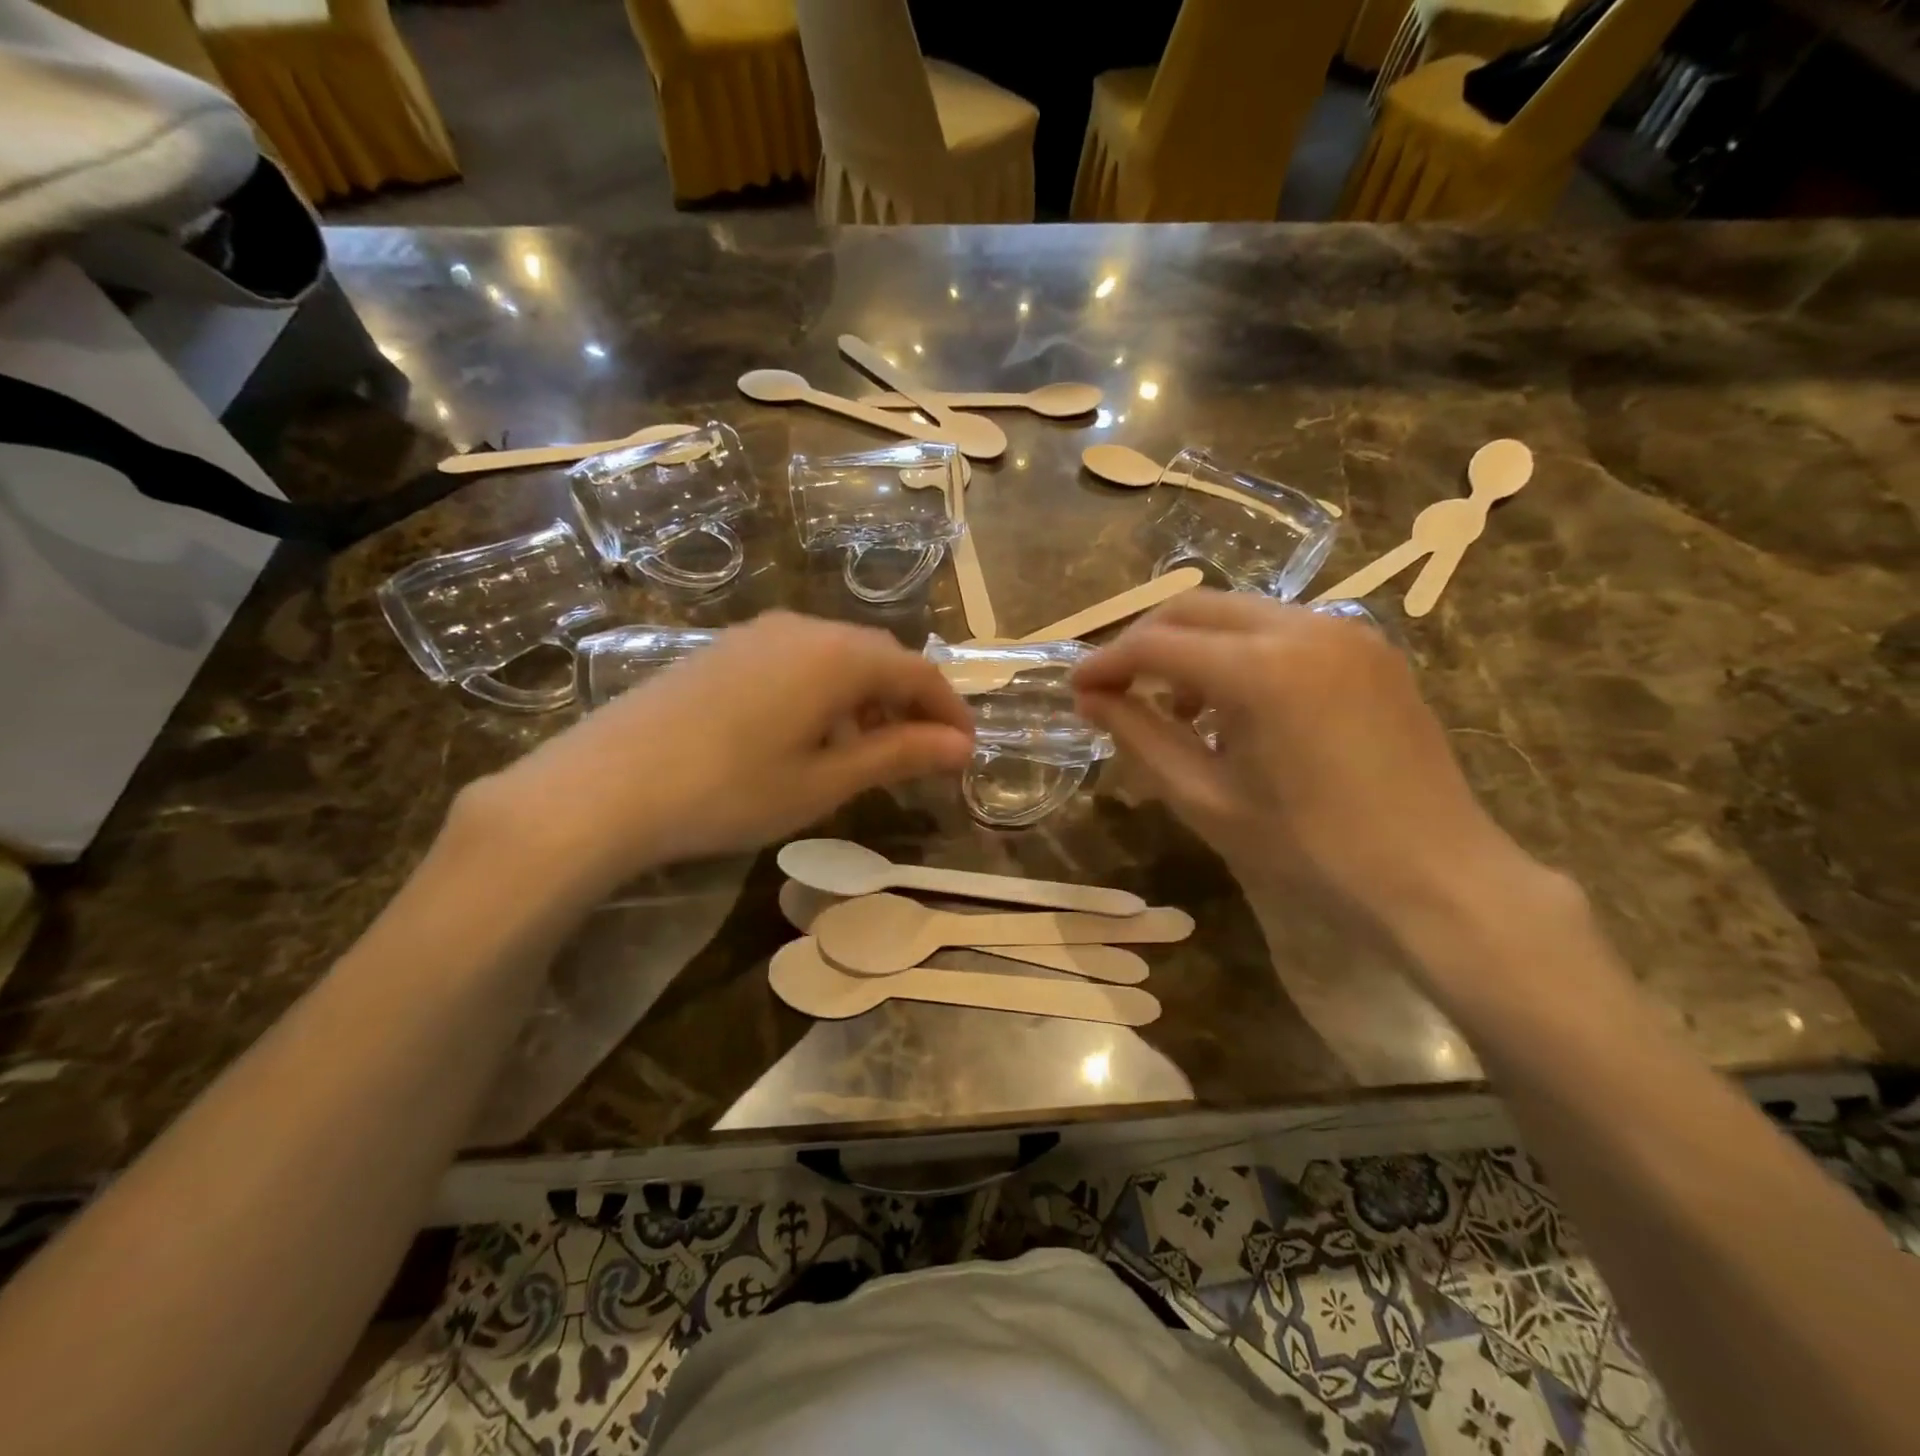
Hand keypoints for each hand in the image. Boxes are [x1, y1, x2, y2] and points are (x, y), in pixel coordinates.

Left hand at [463, 612, 973, 889]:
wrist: (604, 786)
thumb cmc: (729, 790)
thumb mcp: (824, 781)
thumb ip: (898, 755)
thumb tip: (960, 747)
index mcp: (838, 656)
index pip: (919, 671)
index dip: (949, 711)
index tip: (965, 751)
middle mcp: (804, 629)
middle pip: (879, 656)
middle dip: (910, 702)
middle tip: (921, 754)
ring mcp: (758, 634)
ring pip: (837, 657)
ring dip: (867, 697)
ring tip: (868, 751)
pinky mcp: (724, 650)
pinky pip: (797, 661)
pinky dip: (825, 692)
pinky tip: (809, 735)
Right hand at [1072, 592, 1547, 938]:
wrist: (1436, 877)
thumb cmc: (1310, 852)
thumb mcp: (1206, 799)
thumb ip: (1141, 737)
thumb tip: (1091, 699)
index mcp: (1261, 669)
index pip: (1156, 645)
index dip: (1106, 663)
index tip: (1076, 689)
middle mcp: (1303, 627)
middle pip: (1194, 608)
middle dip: (1143, 642)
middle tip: (1114, 687)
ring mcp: (1345, 631)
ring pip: (1239, 613)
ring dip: (1192, 646)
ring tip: (1177, 707)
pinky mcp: (1370, 649)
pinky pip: (1282, 629)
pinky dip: (1240, 652)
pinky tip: (1237, 706)